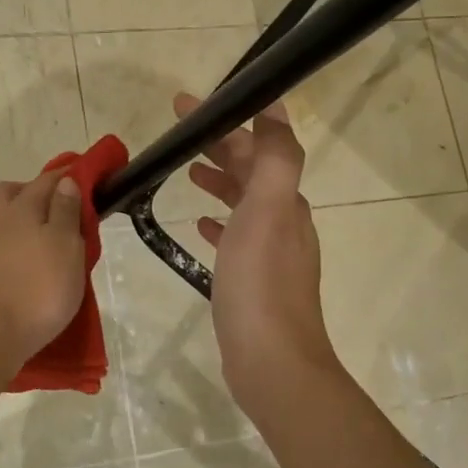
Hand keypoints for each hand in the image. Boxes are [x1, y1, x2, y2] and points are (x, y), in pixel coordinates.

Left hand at [0, 168, 87, 366]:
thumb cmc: (40, 288)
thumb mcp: (66, 246)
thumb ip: (66, 211)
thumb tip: (65, 181)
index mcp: (23, 208)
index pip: (47, 180)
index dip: (68, 175)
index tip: (86, 176)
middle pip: (12, 193)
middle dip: (34, 192)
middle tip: (59, 208)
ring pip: (4, 221)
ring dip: (24, 223)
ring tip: (49, 244)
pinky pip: (0, 247)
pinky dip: (16, 248)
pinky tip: (30, 267)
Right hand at [176, 93, 341, 411]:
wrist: (272, 361)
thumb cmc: (261, 284)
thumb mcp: (269, 211)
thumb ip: (276, 158)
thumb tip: (276, 109)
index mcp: (287, 201)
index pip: (260, 145)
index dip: (229, 120)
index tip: (190, 105)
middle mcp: (286, 221)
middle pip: (253, 171)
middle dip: (221, 145)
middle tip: (180, 131)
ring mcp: (272, 253)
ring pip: (245, 202)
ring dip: (221, 180)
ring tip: (188, 170)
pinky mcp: (256, 281)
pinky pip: (237, 237)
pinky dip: (221, 222)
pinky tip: (200, 225)